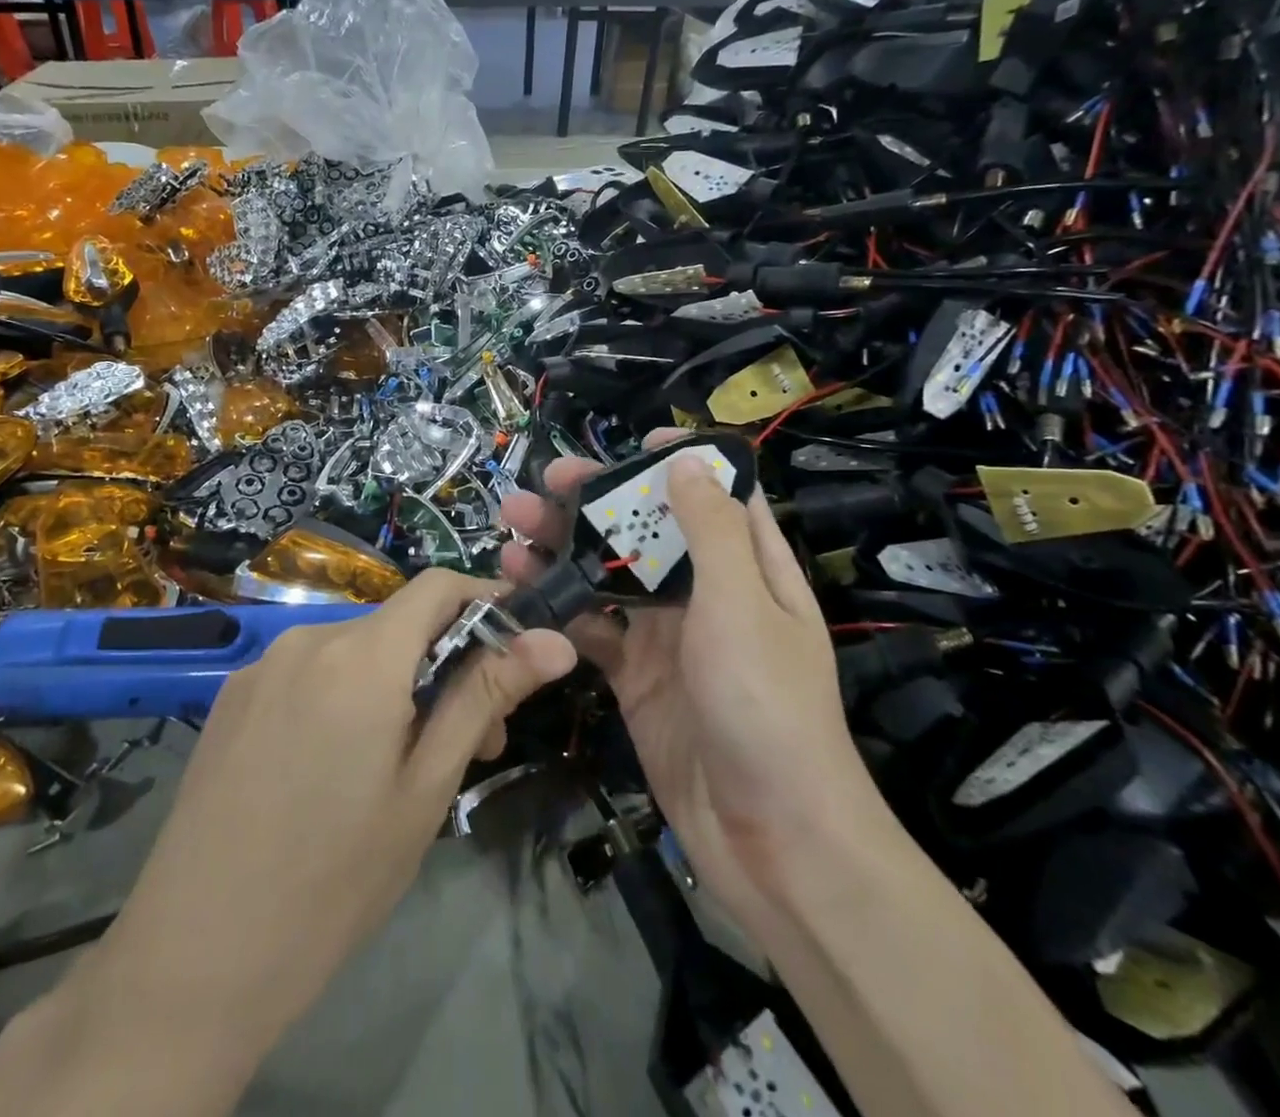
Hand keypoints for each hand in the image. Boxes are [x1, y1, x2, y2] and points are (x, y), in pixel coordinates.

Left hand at [77, 571, 575, 1087]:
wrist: (194, 956)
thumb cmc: (334, 879)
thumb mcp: (426, 788)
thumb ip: (486, 697)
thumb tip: (555, 640)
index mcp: (360, 655)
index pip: (438, 586)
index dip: (485, 601)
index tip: (517, 644)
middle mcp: (307, 638)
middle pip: (398, 623)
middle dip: (445, 663)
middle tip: (473, 740)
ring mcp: (262, 664)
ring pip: (355, 649)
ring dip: (395, 683)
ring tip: (406, 760)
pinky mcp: (232, 695)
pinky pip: (309, 671)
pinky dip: (345, 694)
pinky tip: (338, 764)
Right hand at [499, 441, 875, 932]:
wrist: (768, 836)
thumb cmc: (765, 704)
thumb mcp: (741, 604)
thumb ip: (710, 529)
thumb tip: (686, 460)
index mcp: (749, 566)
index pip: (717, 494)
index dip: (679, 463)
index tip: (632, 444)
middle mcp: (707, 592)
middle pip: (648, 528)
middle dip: (598, 501)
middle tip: (545, 480)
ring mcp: (667, 635)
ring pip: (610, 574)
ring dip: (564, 548)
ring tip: (512, 525)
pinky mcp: (635, 675)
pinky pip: (592, 627)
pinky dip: (558, 606)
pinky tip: (520, 589)